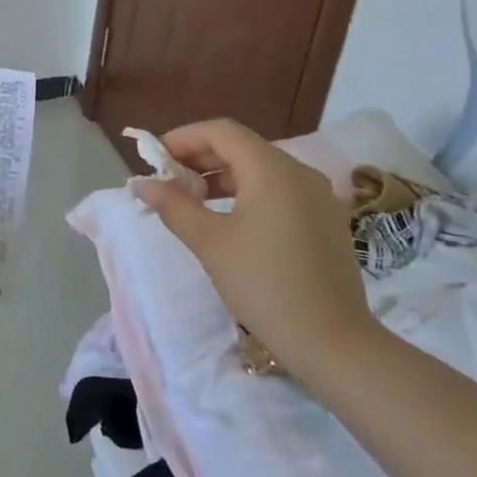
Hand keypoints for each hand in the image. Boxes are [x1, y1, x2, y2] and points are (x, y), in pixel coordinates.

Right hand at [130, 120, 376, 373]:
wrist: (334, 344)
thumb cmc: (265, 285)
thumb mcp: (211, 243)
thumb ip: (174, 206)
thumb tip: (142, 184)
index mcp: (272, 169)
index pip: (221, 132)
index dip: (184, 138)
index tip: (155, 158)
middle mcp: (299, 171)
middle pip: (242, 147)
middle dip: (201, 158)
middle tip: (168, 180)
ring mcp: (318, 196)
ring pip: (261, 169)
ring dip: (223, 177)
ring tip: (191, 200)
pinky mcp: (326, 220)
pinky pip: (280, 190)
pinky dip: (248, 193)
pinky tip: (228, 219)